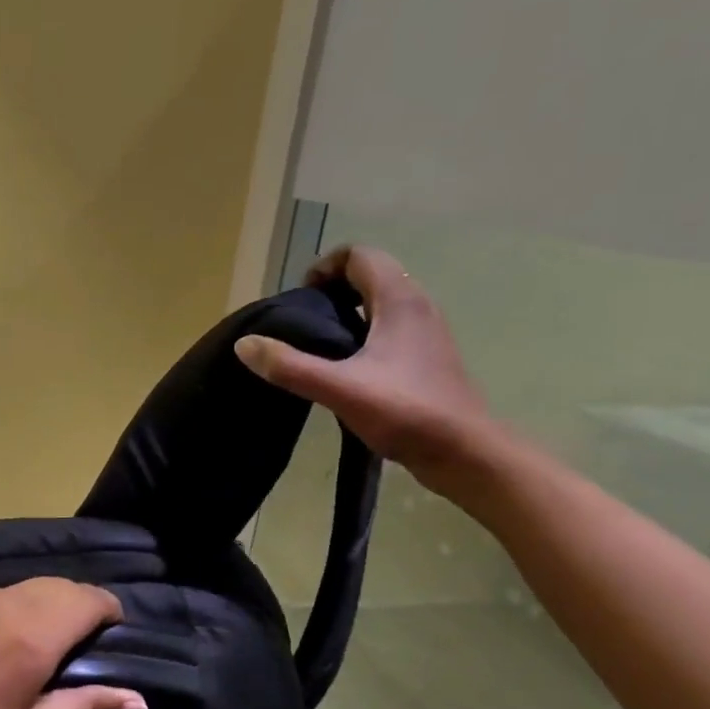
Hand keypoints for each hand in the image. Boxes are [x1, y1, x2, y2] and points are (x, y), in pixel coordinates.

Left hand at [0, 579, 143, 708]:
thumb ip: (86, 706)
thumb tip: (139, 700)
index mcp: (33, 633)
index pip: (89, 597)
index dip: (109, 610)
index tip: (112, 633)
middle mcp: (4, 600)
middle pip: (59, 585)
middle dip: (79, 605)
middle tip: (81, 642)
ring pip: (25, 586)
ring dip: (44, 604)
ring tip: (39, 642)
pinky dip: (9, 606)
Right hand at [234, 245, 493, 491]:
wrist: (465, 453)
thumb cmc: (406, 412)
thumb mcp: (339, 389)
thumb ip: (290, 366)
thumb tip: (244, 344)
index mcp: (399, 301)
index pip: (359, 255)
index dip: (324, 267)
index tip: (301, 301)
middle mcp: (417, 306)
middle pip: (369, 275)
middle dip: (331, 290)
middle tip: (303, 323)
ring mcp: (425, 332)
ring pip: (380, 302)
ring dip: (346, 312)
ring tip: (317, 346)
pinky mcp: (426, 357)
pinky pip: (388, 327)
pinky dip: (362, 333)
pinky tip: (344, 368)